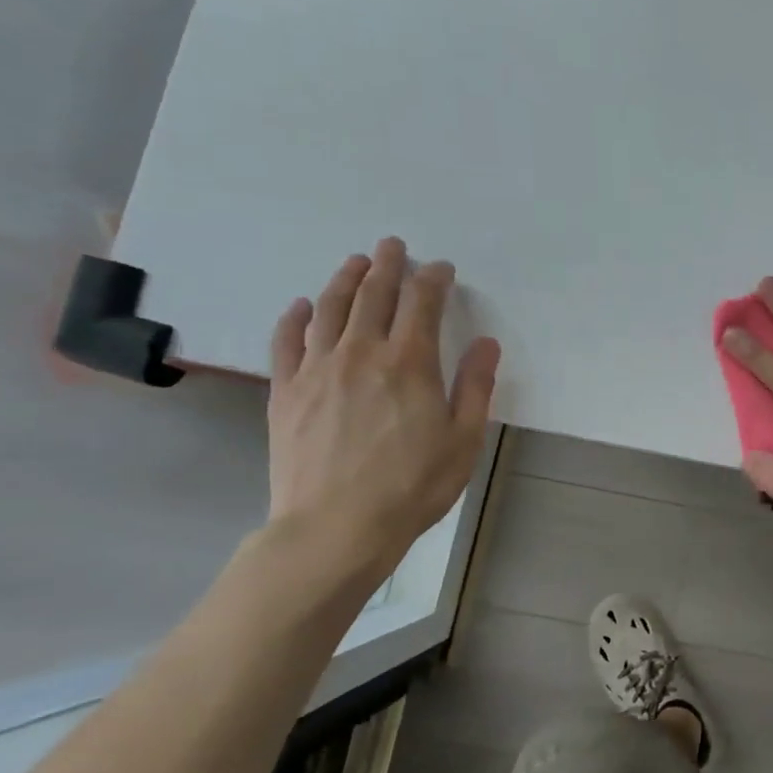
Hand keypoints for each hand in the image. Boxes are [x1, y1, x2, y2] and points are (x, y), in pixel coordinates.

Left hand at [267, 238, 499, 567]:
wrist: (336, 527)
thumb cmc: (413, 486)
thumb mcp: (463, 440)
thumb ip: (475, 386)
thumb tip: (487, 342)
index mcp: (410, 362)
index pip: (422, 303)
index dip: (433, 279)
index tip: (441, 268)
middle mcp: (361, 353)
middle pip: (374, 295)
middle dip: (387, 265)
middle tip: (393, 245)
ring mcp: (317, 369)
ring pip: (330, 309)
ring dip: (345, 279)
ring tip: (355, 262)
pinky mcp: (286, 392)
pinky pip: (287, 342)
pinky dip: (296, 318)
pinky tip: (302, 307)